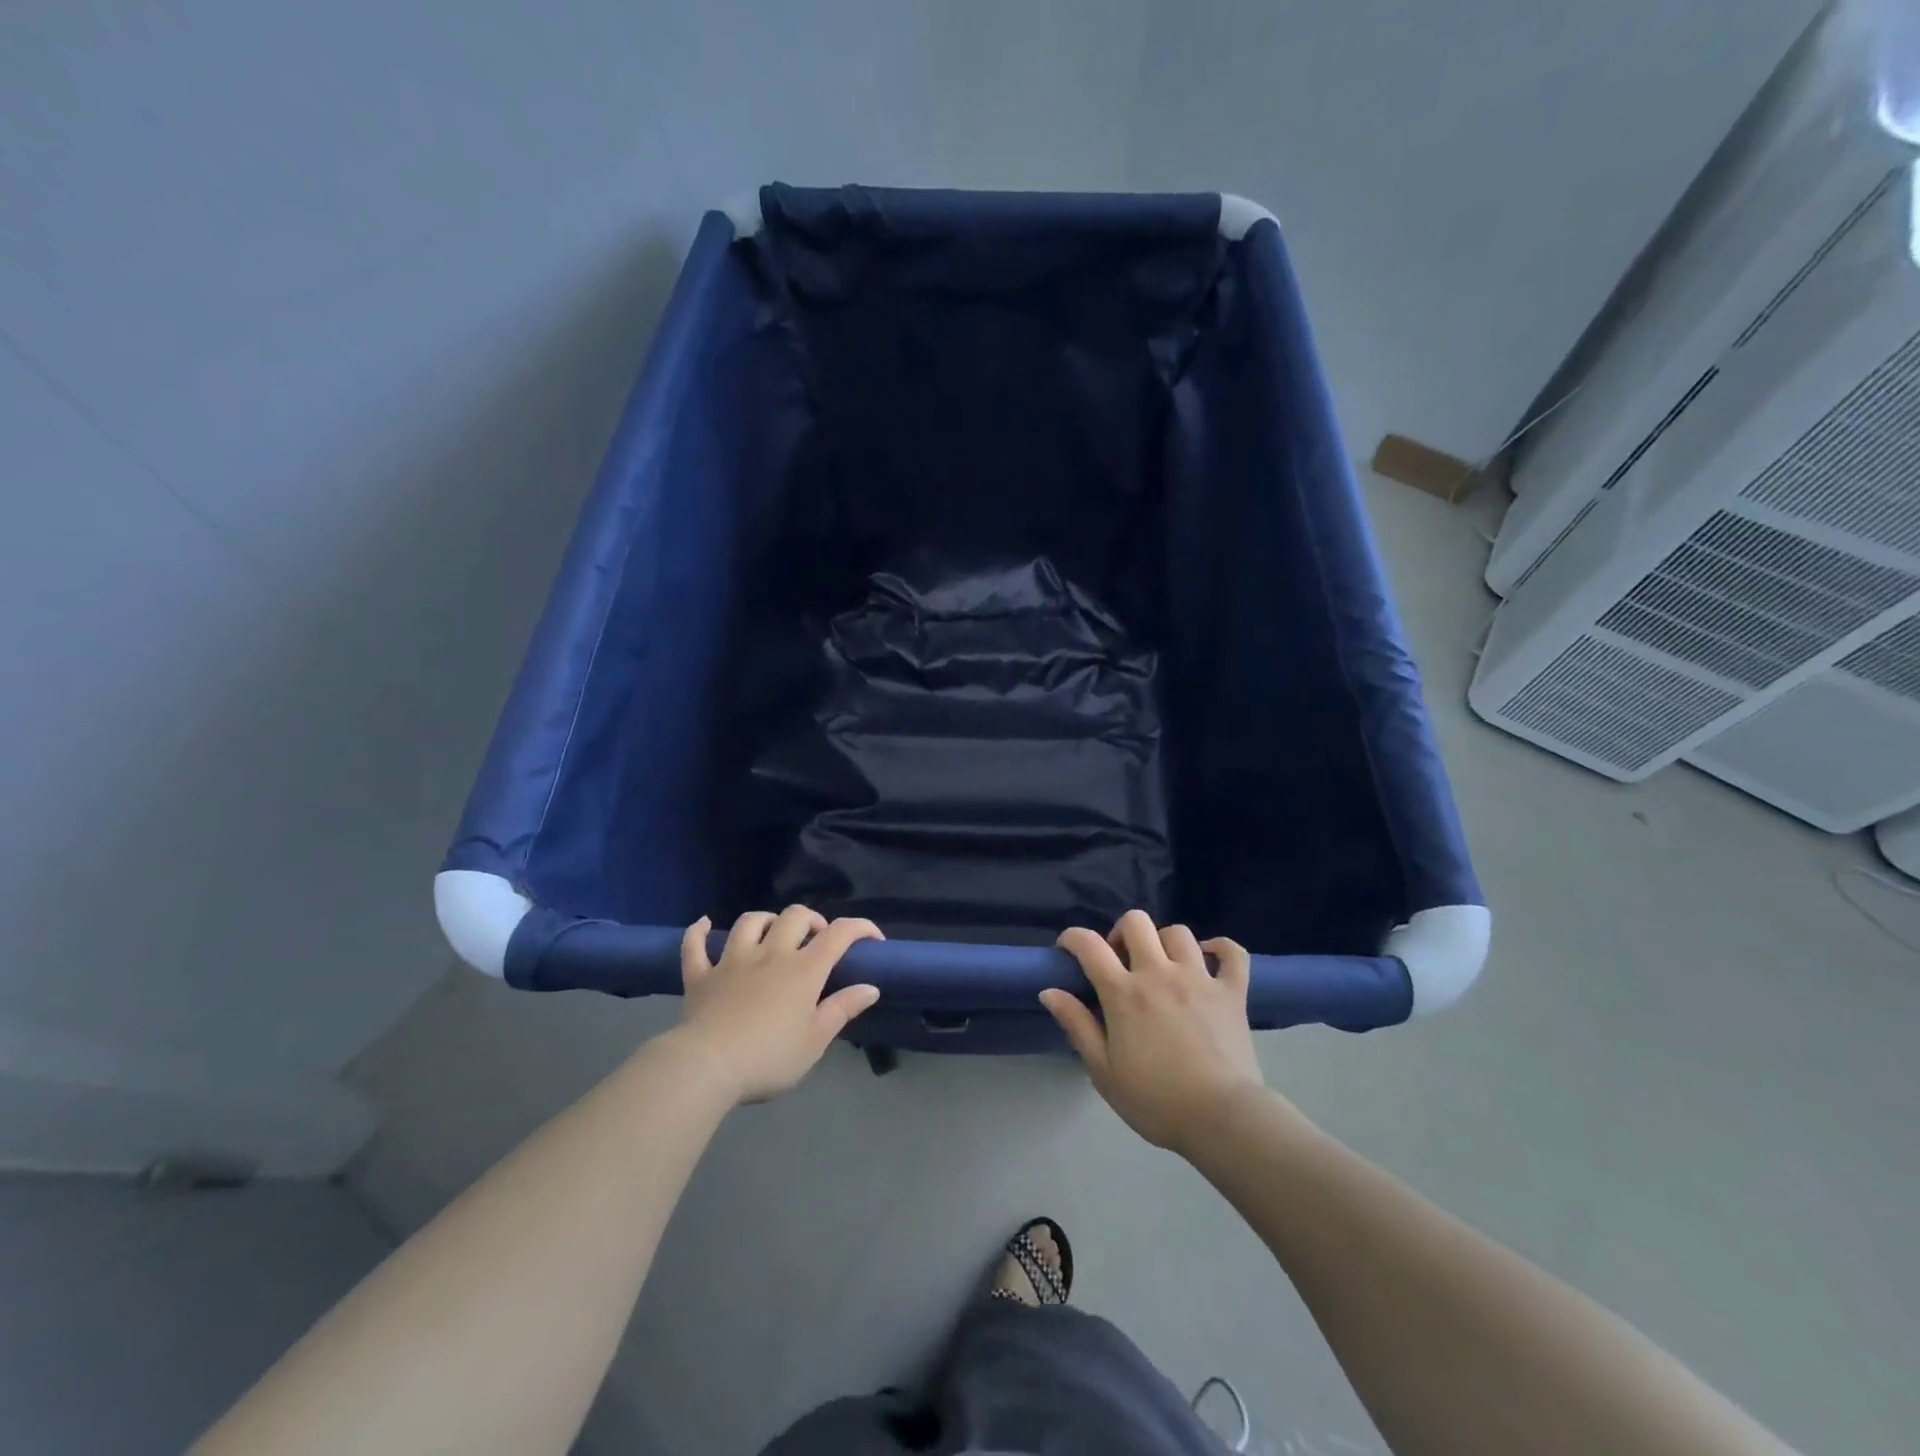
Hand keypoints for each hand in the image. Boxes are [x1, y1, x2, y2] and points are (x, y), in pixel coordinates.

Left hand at [674, 906, 883, 1103]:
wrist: (707, 1067)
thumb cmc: (768, 1058)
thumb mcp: (815, 1041)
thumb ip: (843, 1009)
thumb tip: (871, 987)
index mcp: (803, 970)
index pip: (839, 934)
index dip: (860, 928)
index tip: (873, 939)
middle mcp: (770, 954)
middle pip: (794, 916)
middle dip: (812, 920)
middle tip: (817, 940)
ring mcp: (732, 961)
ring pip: (750, 922)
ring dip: (766, 920)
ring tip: (773, 932)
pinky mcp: (701, 975)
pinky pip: (695, 945)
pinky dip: (699, 932)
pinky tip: (704, 924)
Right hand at [1041, 910, 1266, 1154]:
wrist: (1222, 1120)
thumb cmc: (1156, 1101)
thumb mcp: (1103, 1071)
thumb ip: (1077, 1026)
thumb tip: (1049, 991)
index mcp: (1124, 993)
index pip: (1089, 945)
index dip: (1073, 938)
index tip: (1068, 950)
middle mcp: (1159, 973)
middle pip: (1136, 922)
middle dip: (1121, 933)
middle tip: (1120, 962)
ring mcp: (1199, 978)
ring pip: (1178, 933)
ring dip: (1163, 942)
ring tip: (1162, 966)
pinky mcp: (1233, 992)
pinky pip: (1232, 953)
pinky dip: (1221, 948)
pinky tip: (1209, 958)